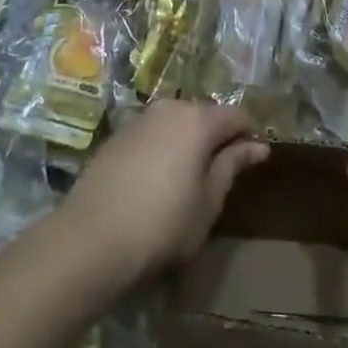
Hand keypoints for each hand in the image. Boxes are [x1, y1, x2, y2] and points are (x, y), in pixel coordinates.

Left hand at [60, 100, 268, 287]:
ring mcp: (141, 118)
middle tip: (221, 173)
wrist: (90, 239)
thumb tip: (258, 146)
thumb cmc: (162, 226)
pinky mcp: (118, 134)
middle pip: (205, 114)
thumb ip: (232, 166)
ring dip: (188, 141)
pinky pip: (153, 133)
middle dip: (217, 137)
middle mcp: (170, 108)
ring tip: (189, 177)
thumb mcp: (208, 203)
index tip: (254, 161)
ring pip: (177, 122)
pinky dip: (164, 147)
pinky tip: (158, 179)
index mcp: (198, 120)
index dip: (249, 136)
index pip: (237, 116)